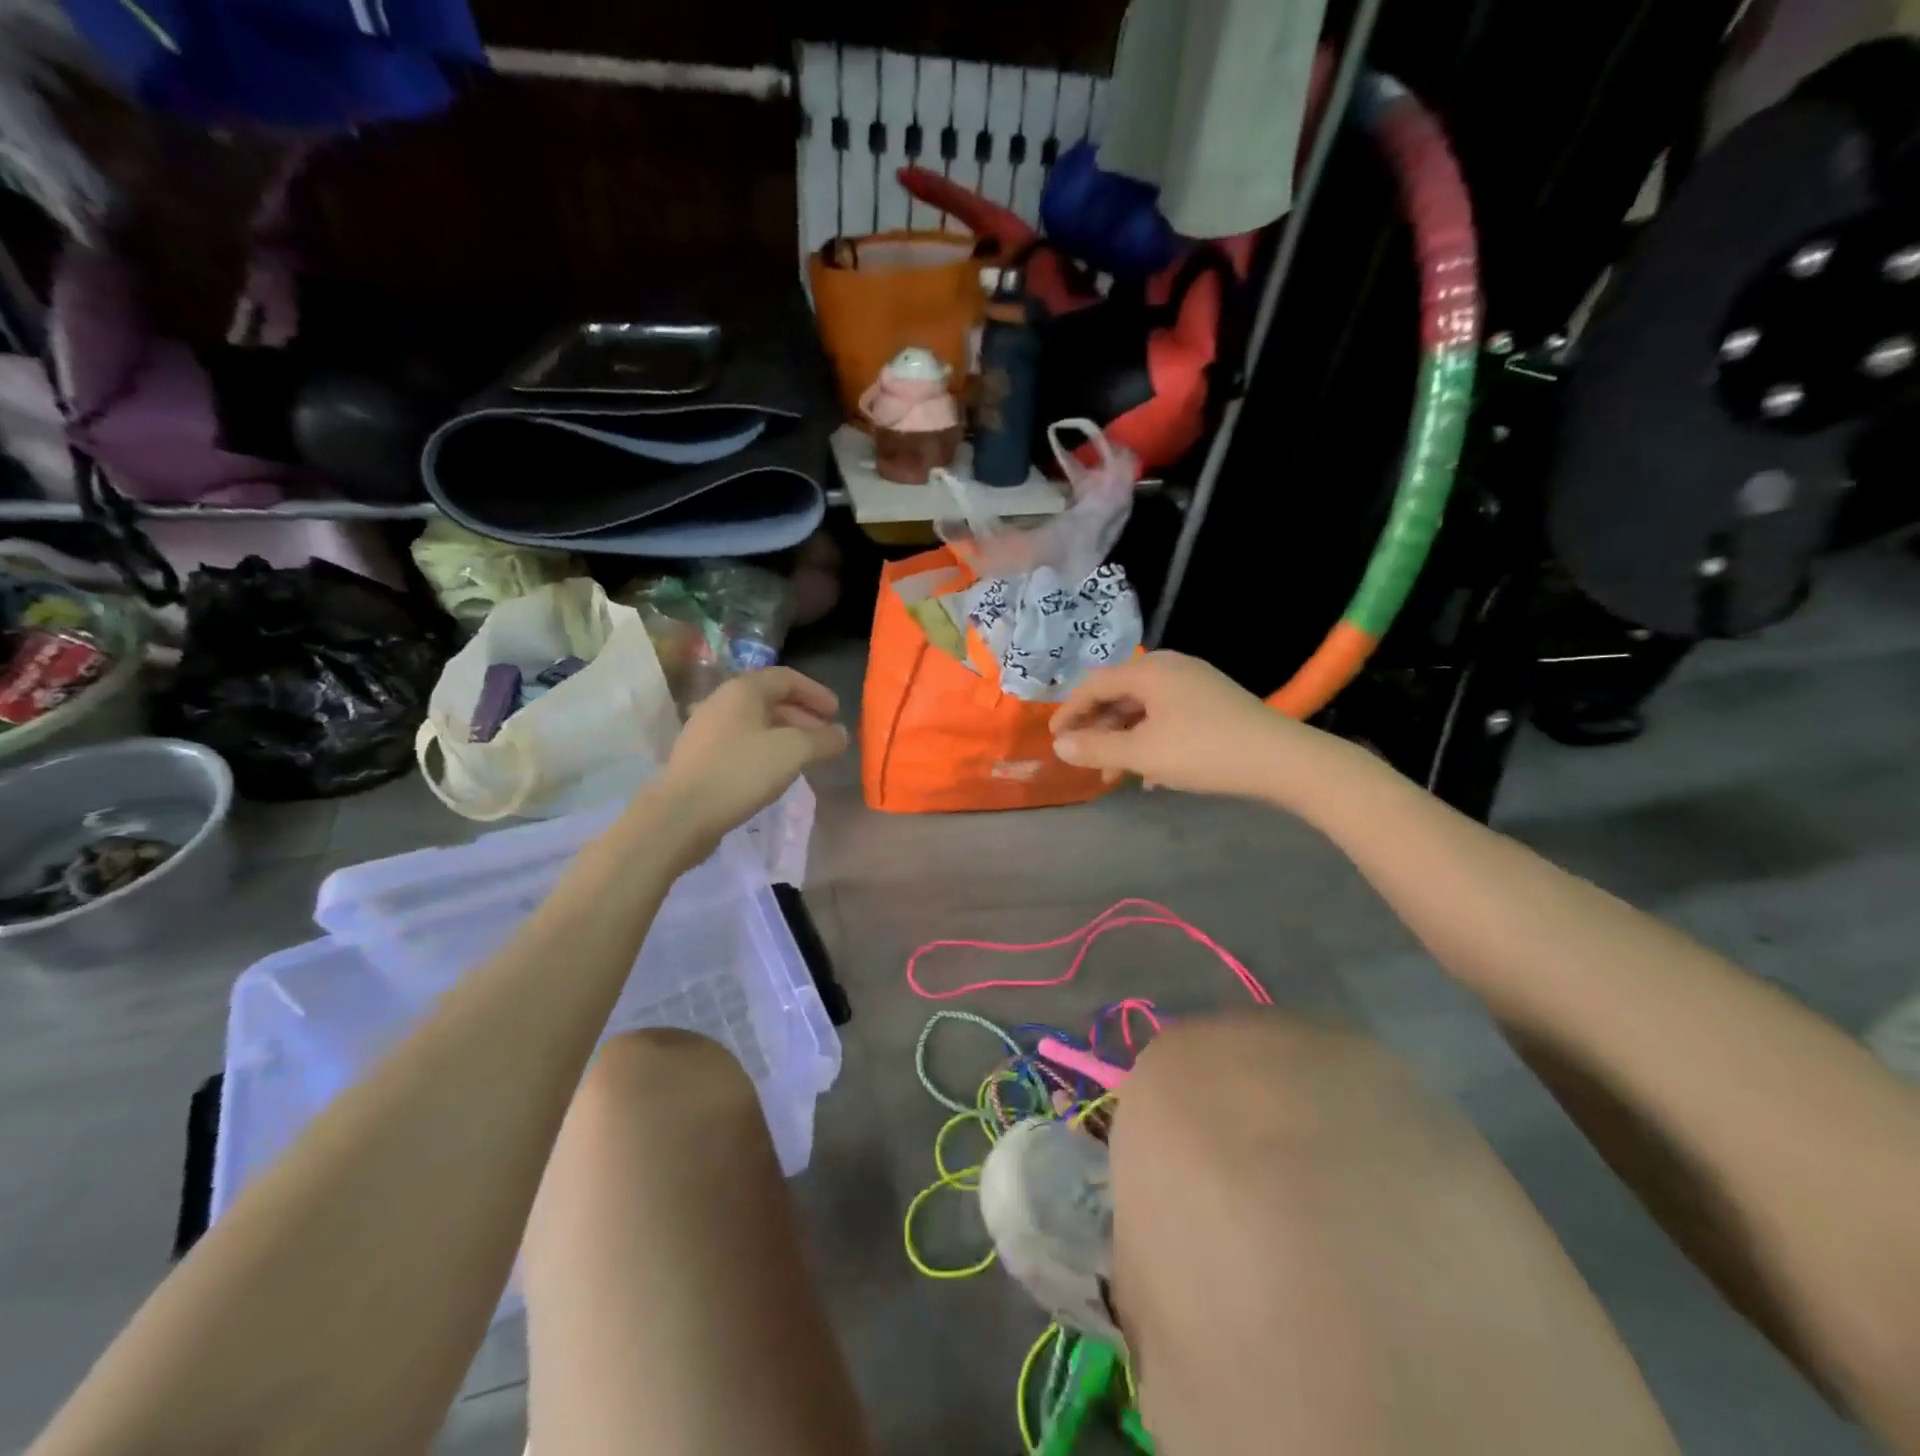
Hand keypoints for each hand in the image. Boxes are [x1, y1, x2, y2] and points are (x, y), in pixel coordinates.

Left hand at [649, 668, 849, 862]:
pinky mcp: (699, 757)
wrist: (681, 815)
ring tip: (805, 756)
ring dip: (785, 734)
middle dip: (803, 716)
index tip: (837, 713)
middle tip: (825, 737)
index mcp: (743, 690)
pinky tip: (774, 772)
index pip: (787, 678)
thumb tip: (840, 735)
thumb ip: (823, 740)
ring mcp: (706, 730)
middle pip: (770, 699)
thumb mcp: (793, 752)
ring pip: (755, 723)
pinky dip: (765, 749)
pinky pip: (741, 743)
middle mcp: (721, 702)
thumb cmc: (741, 772)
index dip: (816, 693)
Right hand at [1050, 651, 1329, 799]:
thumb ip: (1096, 748)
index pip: (1095, 685)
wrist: (1281, 760)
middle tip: (1084, 760)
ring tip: (1117, 776)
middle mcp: (1170, 667)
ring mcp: (1196, 684)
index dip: (1070, 712)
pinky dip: (1151, 741)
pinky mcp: (1214, 703)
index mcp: (1149, 671)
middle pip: (1119, 695)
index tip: (1054, 739)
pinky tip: (1153, 775)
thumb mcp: (1142, 753)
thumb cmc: (1203, 751)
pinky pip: (1168, 717)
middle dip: (1098, 730)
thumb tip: (1060, 746)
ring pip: (1145, 710)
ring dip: (1124, 741)